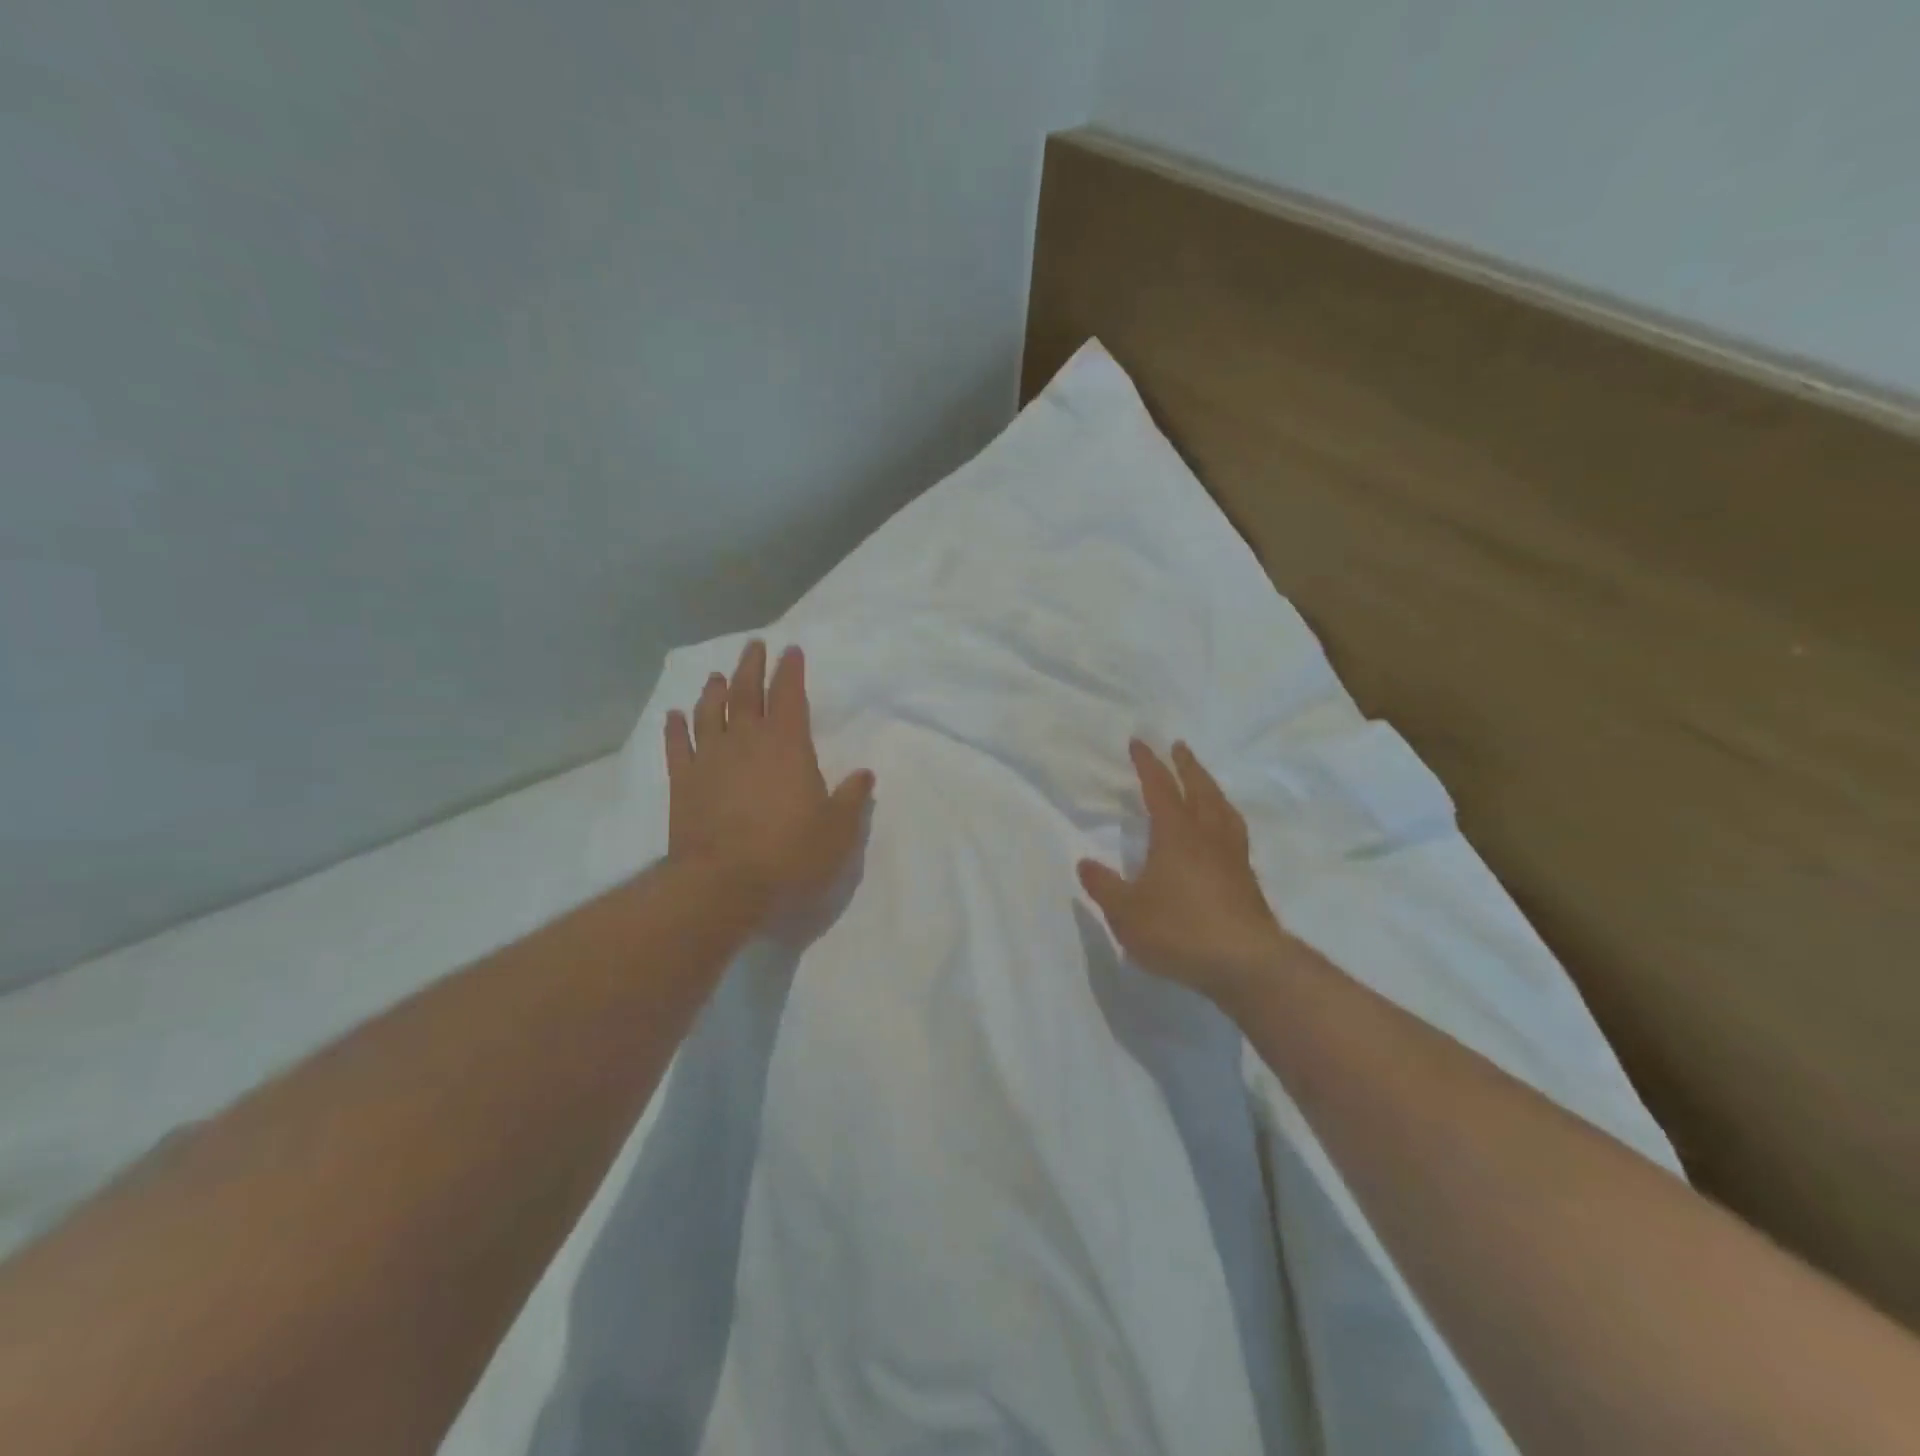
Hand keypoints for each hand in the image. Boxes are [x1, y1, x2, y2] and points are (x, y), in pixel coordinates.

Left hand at [664, 640, 873, 923]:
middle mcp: (745, 741)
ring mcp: (709, 759)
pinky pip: (676, 745)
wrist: (722, 884)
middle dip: (752, 667)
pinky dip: (674, 727)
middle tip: (754, 646)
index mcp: (787, 745)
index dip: (791, 671)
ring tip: (717, 676)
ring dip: (714, 691)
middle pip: (746, 692)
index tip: (792, 650)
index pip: (789, 695)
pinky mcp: (682, 782)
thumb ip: (851, 799)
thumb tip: (865, 774)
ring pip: (709, 712)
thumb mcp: (837, 831)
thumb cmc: (789, 854)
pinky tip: (674, 715)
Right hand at [1078, 740, 1291, 1005]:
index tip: (1139, 742)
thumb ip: (1104, 887)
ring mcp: (1232, 858)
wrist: (1246, 963)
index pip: (1160, 788)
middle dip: (1187, 766)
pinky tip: (1221, 833)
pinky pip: (1234, 834)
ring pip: (1223, 810)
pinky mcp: (1247, 881)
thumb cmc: (1179, 929)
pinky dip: (1224, 819)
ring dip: (1211, 789)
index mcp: (1176, 834)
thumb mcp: (1127, 912)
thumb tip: (1084, 863)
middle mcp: (1207, 837)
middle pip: (1199, 790)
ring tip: (1204, 783)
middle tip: (1179, 747)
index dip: (1148, 764)